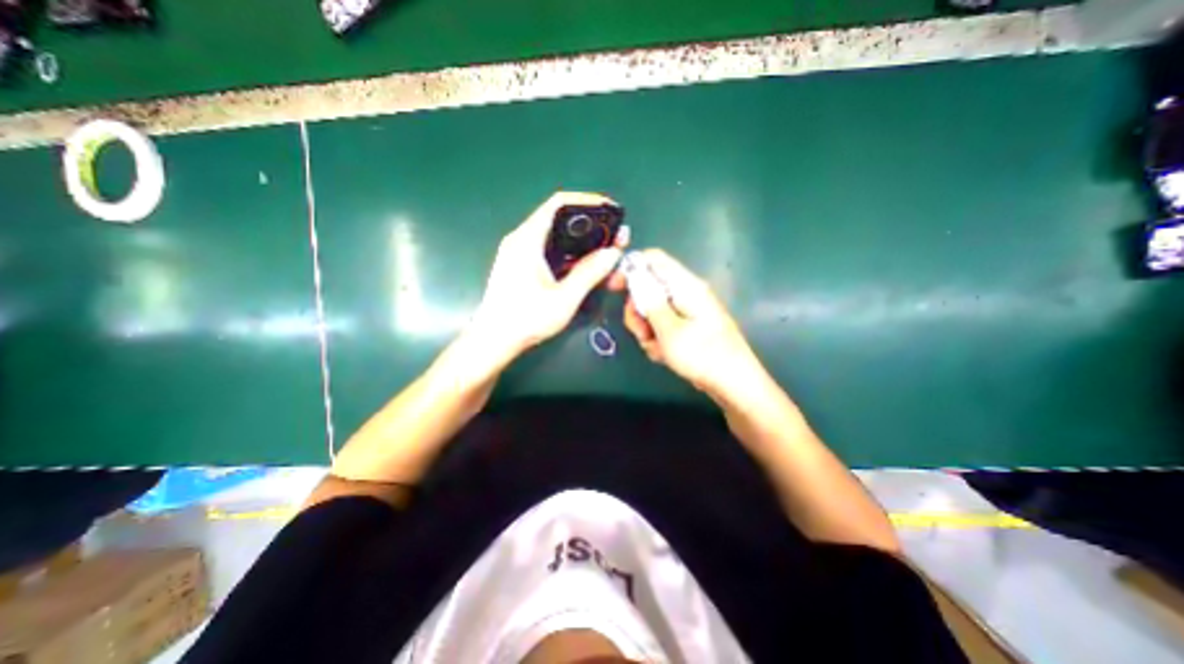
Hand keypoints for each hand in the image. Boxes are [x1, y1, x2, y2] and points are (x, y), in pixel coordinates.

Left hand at [468, 191, 622, 361]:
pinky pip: (549, 248)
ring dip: (581, 240)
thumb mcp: (564, 298)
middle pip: (559, 218)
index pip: (559, 204)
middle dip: (589, 223)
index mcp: (528, 239)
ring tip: (605, 249)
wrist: (494, 340)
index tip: (611, 211)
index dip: (588, 202)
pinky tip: (585, 264)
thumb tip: (613, 252)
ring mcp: (519, 252)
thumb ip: (589, 273)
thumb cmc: (526, 319)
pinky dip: (569, 252)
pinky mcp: (521, 264)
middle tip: (613, 235)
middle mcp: (522, 239)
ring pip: (555, 235)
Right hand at [615, 248, 763, 398]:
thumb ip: (649, 302)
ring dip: (647, 330)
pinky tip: (665, 355)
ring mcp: (687, 310)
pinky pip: (662, 325)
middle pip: (649, 288)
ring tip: (657, 349)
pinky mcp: (687, 326)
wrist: (733, 383)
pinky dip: (658, 339)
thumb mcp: (669, 330)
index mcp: (685, 285)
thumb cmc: (702, 355)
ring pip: (653, 311)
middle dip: (638, 311)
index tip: (615, 288)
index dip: (631, 267)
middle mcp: (685, 293)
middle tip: (641, 332)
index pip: (653, 260)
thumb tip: (635, 275)